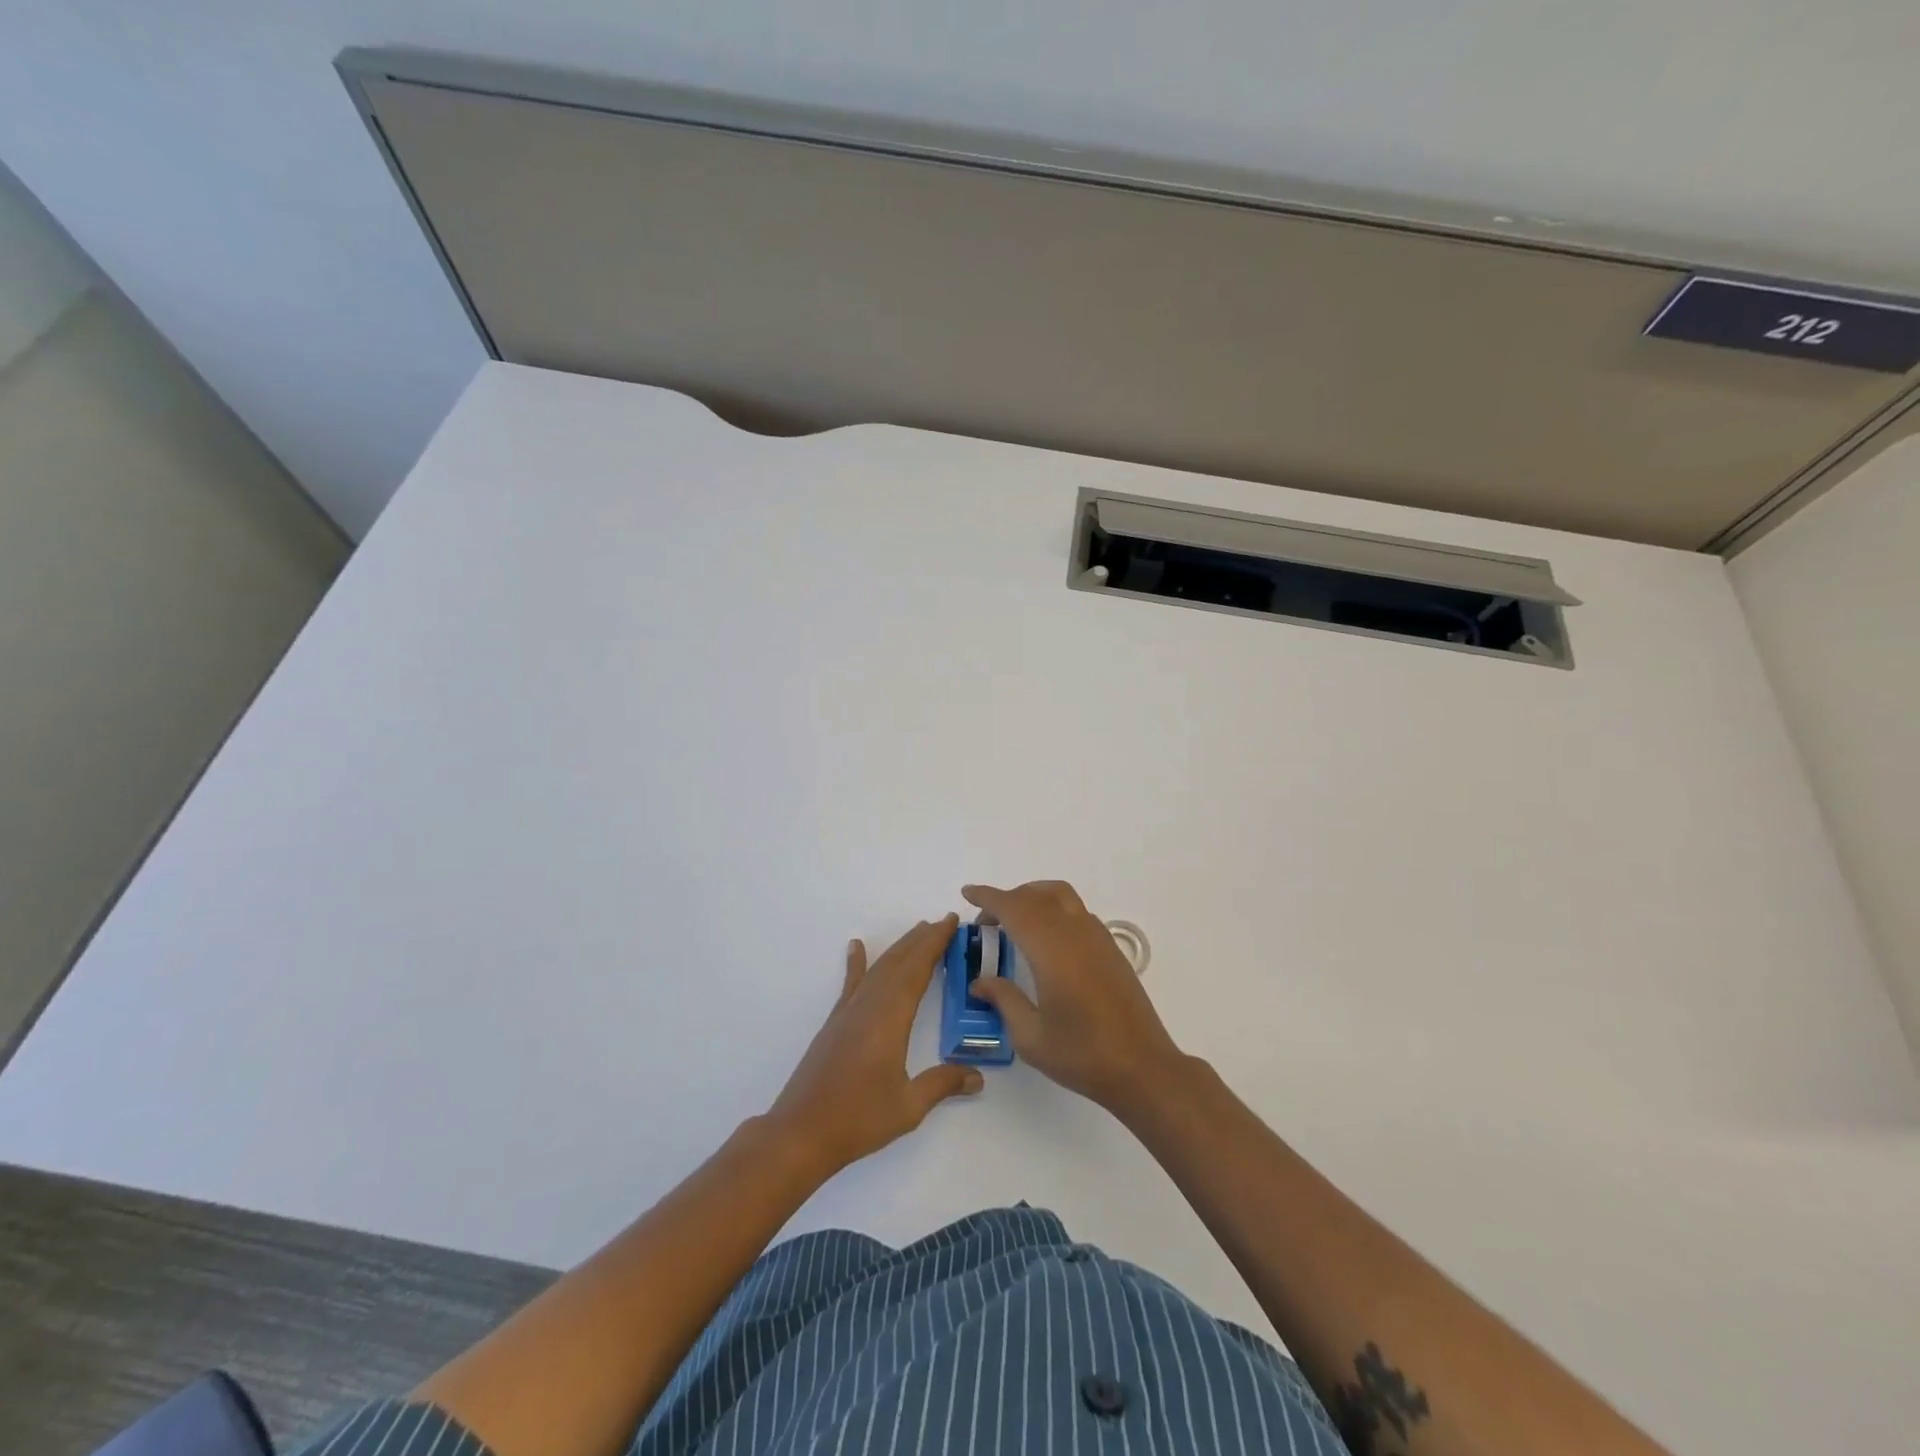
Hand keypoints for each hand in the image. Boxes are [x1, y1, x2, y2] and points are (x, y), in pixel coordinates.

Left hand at [767, 915, 981, 1176]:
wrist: (801, 1133)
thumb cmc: (858, 1119)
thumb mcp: (908, 1106)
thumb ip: (942, 1085)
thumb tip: (978, 1077)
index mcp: (890, 1018)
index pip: (917, 969)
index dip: (935, 944)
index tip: (950, 922)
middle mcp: (869, 1005)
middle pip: (898, 962)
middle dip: (921, 939)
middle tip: (942, 922)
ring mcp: (848, 1012)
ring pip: (878, 968)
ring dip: (899, 948)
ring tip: (917, 931)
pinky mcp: (835, 1023)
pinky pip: (851, 983)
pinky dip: (856, 963)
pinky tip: (855, 947)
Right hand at [963, 881, 1185, 1115]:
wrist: (1143, 1068)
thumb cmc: (1082, 1055)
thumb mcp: (1031, 1036)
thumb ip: (1004, 1000)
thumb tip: (980, 982)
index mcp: (1052, 950)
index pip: (1014, 909)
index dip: (988, 897)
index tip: (968, 893)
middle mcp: (1075, 933)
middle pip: (1036, 896)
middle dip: (1007, 899)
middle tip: (986, 922)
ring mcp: (1098, 938)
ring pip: (1061, 896)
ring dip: (1033, 898)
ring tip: (1015, 922)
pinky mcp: (1111, 948)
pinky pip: (1077, 912)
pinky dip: (1054, 910)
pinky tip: (1047, 940)